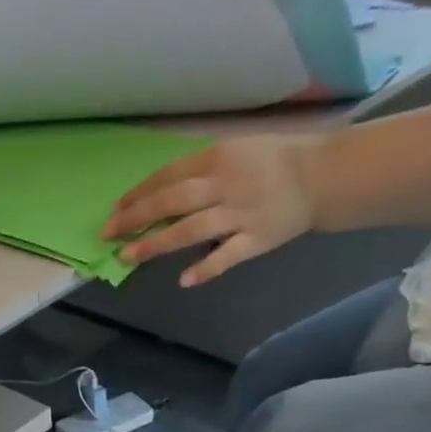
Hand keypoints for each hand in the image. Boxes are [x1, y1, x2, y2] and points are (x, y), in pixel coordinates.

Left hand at [104, 135, 328, 286]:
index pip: (168, 176)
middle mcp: (224, 185)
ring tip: (129, 256)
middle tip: (108, 235)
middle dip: (136, 218)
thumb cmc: (273, 162)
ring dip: (157, 243)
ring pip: (191, 229)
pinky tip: (184, 280)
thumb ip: (200, 172)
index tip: (114, 211)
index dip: (138, 194)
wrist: (322, 175)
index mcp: (217, 159)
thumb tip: (161, 194)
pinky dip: (206, 268)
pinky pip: (227, 256)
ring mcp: (239, 213)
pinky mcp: (255, 239)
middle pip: (172, 201)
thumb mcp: (234, 152)